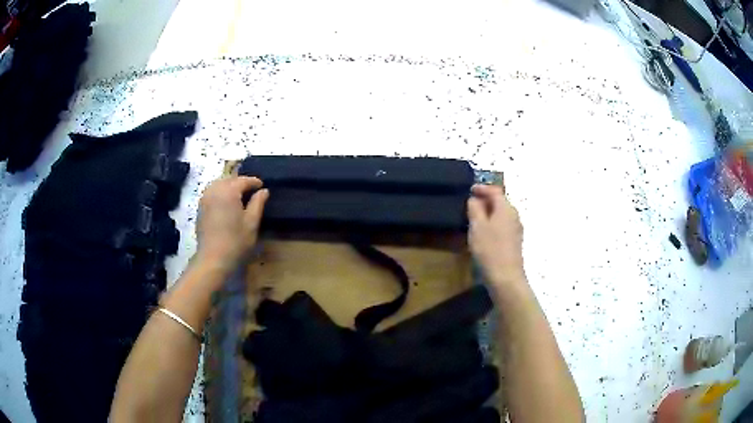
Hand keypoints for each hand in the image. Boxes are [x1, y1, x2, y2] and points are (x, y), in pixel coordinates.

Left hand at [195, 176, 268, 272]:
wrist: (213, 259)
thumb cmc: (236, 241)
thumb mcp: (252, 223)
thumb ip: (258, 203)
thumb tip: (264, 191)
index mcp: (229, 191)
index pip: (243, 180)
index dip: (254, 182)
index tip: (262, 186)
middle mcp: (215, 190)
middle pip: (229, 180)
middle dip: (240, 182)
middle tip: (251, 190)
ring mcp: (205, 199)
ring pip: (218, 184)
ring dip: (229, 186)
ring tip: (238, 195)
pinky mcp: (200, 208)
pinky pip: (211, 193)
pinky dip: (219, 193)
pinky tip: (225, 202)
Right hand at [467, 184, 524, 287]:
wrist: (506, 277)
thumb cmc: (490, 249)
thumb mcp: (477, 226)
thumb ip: (475, 209)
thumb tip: (475, 199)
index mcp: (506, 208)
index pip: (495, 190)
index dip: (482, 188)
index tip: (470, 189)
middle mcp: (514, 215)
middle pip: (500, 201)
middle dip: (485, 200)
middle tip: (470, 204)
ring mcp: (516, 229)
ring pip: (501, 214)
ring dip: (489, 213)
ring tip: (474, 218)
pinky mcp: (515, 241)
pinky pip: (503, 224)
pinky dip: (493, 223)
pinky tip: (484, 232)